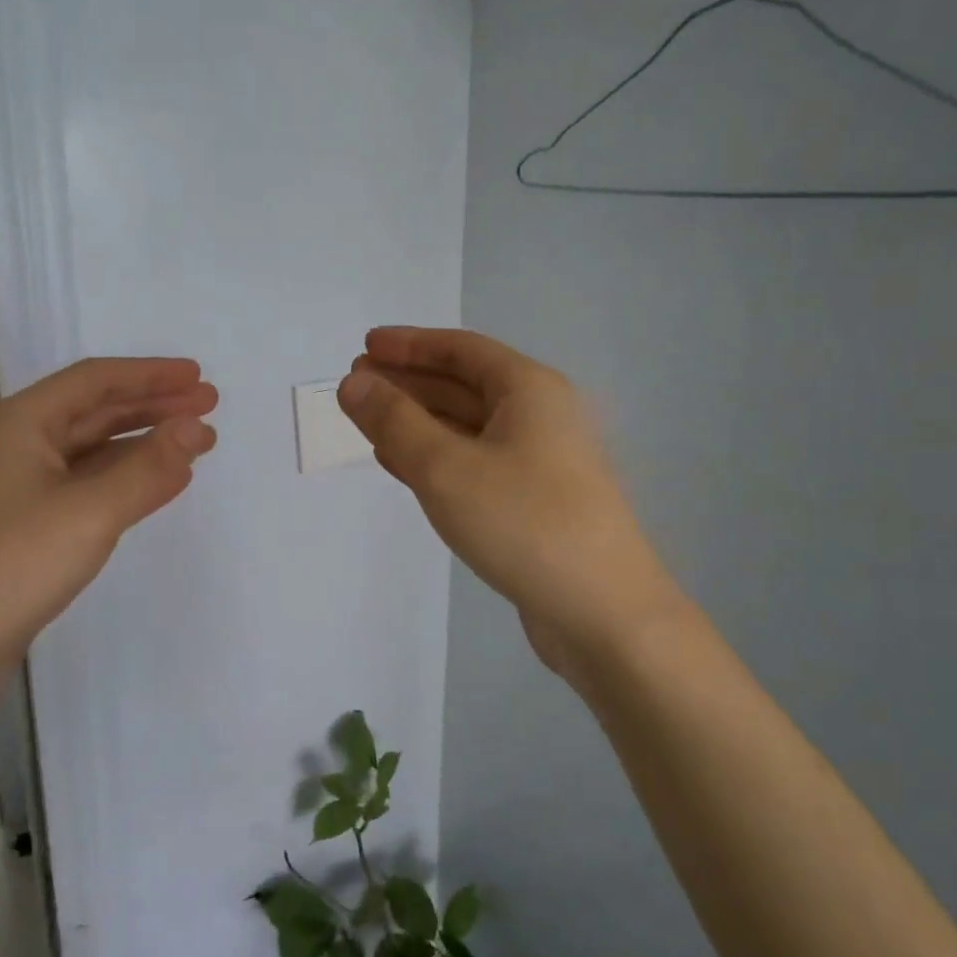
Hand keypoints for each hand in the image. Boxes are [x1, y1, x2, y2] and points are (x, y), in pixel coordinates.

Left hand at [0, 358, 216, 682]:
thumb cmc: (10, 566)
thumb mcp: (89, 511)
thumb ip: (148, 468)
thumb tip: (197, 428)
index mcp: (24, 424)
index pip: (96, 381)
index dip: (151, 375)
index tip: (199, 377)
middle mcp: (20, 446)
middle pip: (96, 411)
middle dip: (154, 406)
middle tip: (208, 405)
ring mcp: (21, 488)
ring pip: (93, 450)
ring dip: (143, 443)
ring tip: (194, 443)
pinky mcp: (28, 527)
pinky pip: (87, 486)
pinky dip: (125, 479)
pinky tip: (154, 486)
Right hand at [338, 327, 680, 685]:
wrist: (601, 612)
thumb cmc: (524, 523)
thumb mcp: (446, 467)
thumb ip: (395, 421)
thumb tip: (355, 383)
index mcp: (529, 390)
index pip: (461, 350)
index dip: (410, 344)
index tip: (365, 346)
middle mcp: (539, 417)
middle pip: (463, 385)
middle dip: (408, 382)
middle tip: (356, 384)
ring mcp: (539, 463)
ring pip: (466, 428)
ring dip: (417, 421)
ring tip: (368, 420)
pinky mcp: (532, 503)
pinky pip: (474, 464)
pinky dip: (435, 458)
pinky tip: (401, 465)